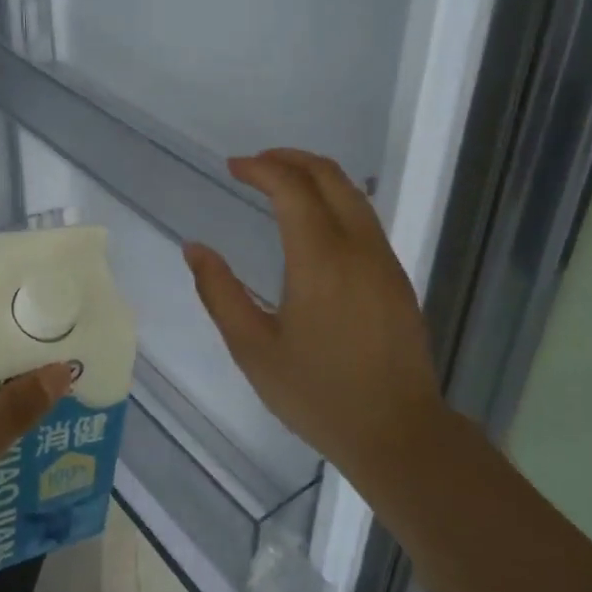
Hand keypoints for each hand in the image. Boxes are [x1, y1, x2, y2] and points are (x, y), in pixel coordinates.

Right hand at [184, 150, 448, 499]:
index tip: (233, 167)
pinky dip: (335, 201)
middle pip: (330, 177)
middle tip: (255, 164)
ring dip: (316, 177)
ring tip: (281, 184)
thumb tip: (195, 248)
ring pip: (353, 194)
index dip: (261, 168)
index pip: (292, 188)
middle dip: (290, 159)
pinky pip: (365, 219)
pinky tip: (314, 224)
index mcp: (320, 260)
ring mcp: (384, 261)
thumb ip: (220, 293)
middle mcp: (358, 248)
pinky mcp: (397, 278)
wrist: (397, 432)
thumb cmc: (317, 394)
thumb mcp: (253, 349)